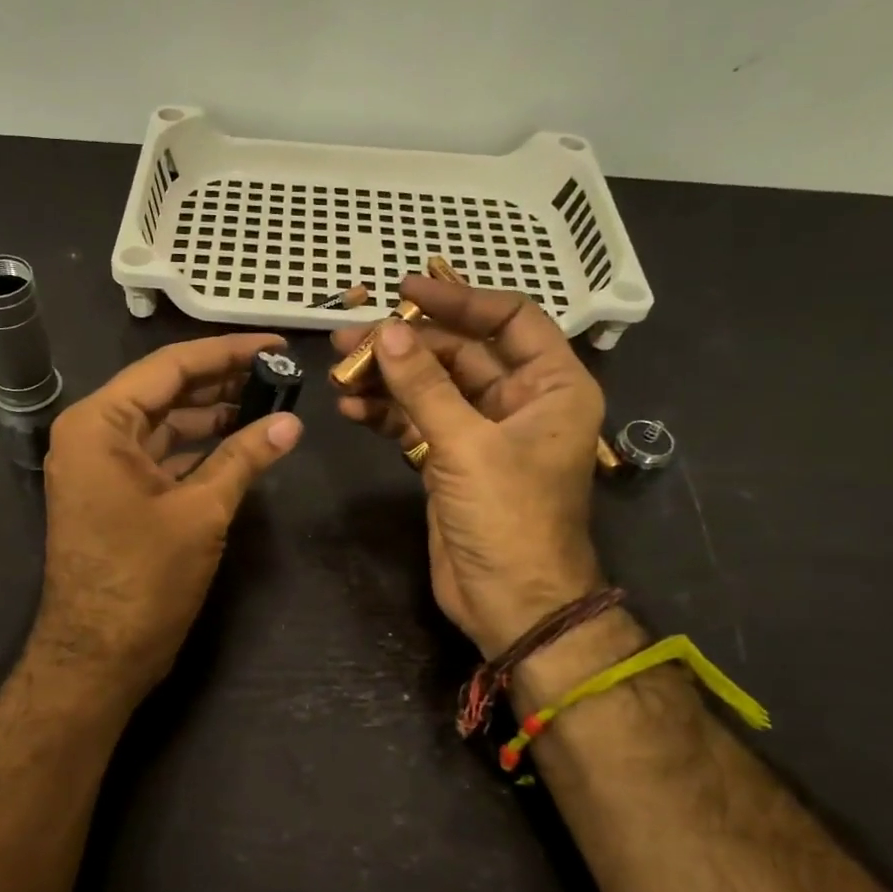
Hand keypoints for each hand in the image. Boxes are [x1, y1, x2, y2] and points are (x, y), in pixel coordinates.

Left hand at [33, 333, 303, 696]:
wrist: (98, 657)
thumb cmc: (144, 579)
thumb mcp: (201, 511)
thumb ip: (245, 458)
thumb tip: (291, 422)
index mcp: (99, 424)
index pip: (169, 366)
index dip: (226, 352)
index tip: (275, 344)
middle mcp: (92, 434)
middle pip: (165, 391)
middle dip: (222, 382)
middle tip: (280, 373)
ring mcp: (101, 465)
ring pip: (165, 424)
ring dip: (213, 415)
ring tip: (270, 403)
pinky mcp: (114, 493)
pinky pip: (160, 455)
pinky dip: (198, 449)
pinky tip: (241, 442)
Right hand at [332, 278, 605, 656]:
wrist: (510, 603)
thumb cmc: (509, 519)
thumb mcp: (468, 446)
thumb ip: (425, 387)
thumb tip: (388, 332)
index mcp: (552, 387)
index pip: (511, 319)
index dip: (460, 299)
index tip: (407, 289)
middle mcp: (520, 402)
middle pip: (460, 353)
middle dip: (407, 345)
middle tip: (351, 338)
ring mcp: (481, 433)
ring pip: (431, 388)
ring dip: (388, 378)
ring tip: (340, 371)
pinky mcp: (450, 461)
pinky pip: (416, 423)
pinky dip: (385, 414)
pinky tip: (350, 407)